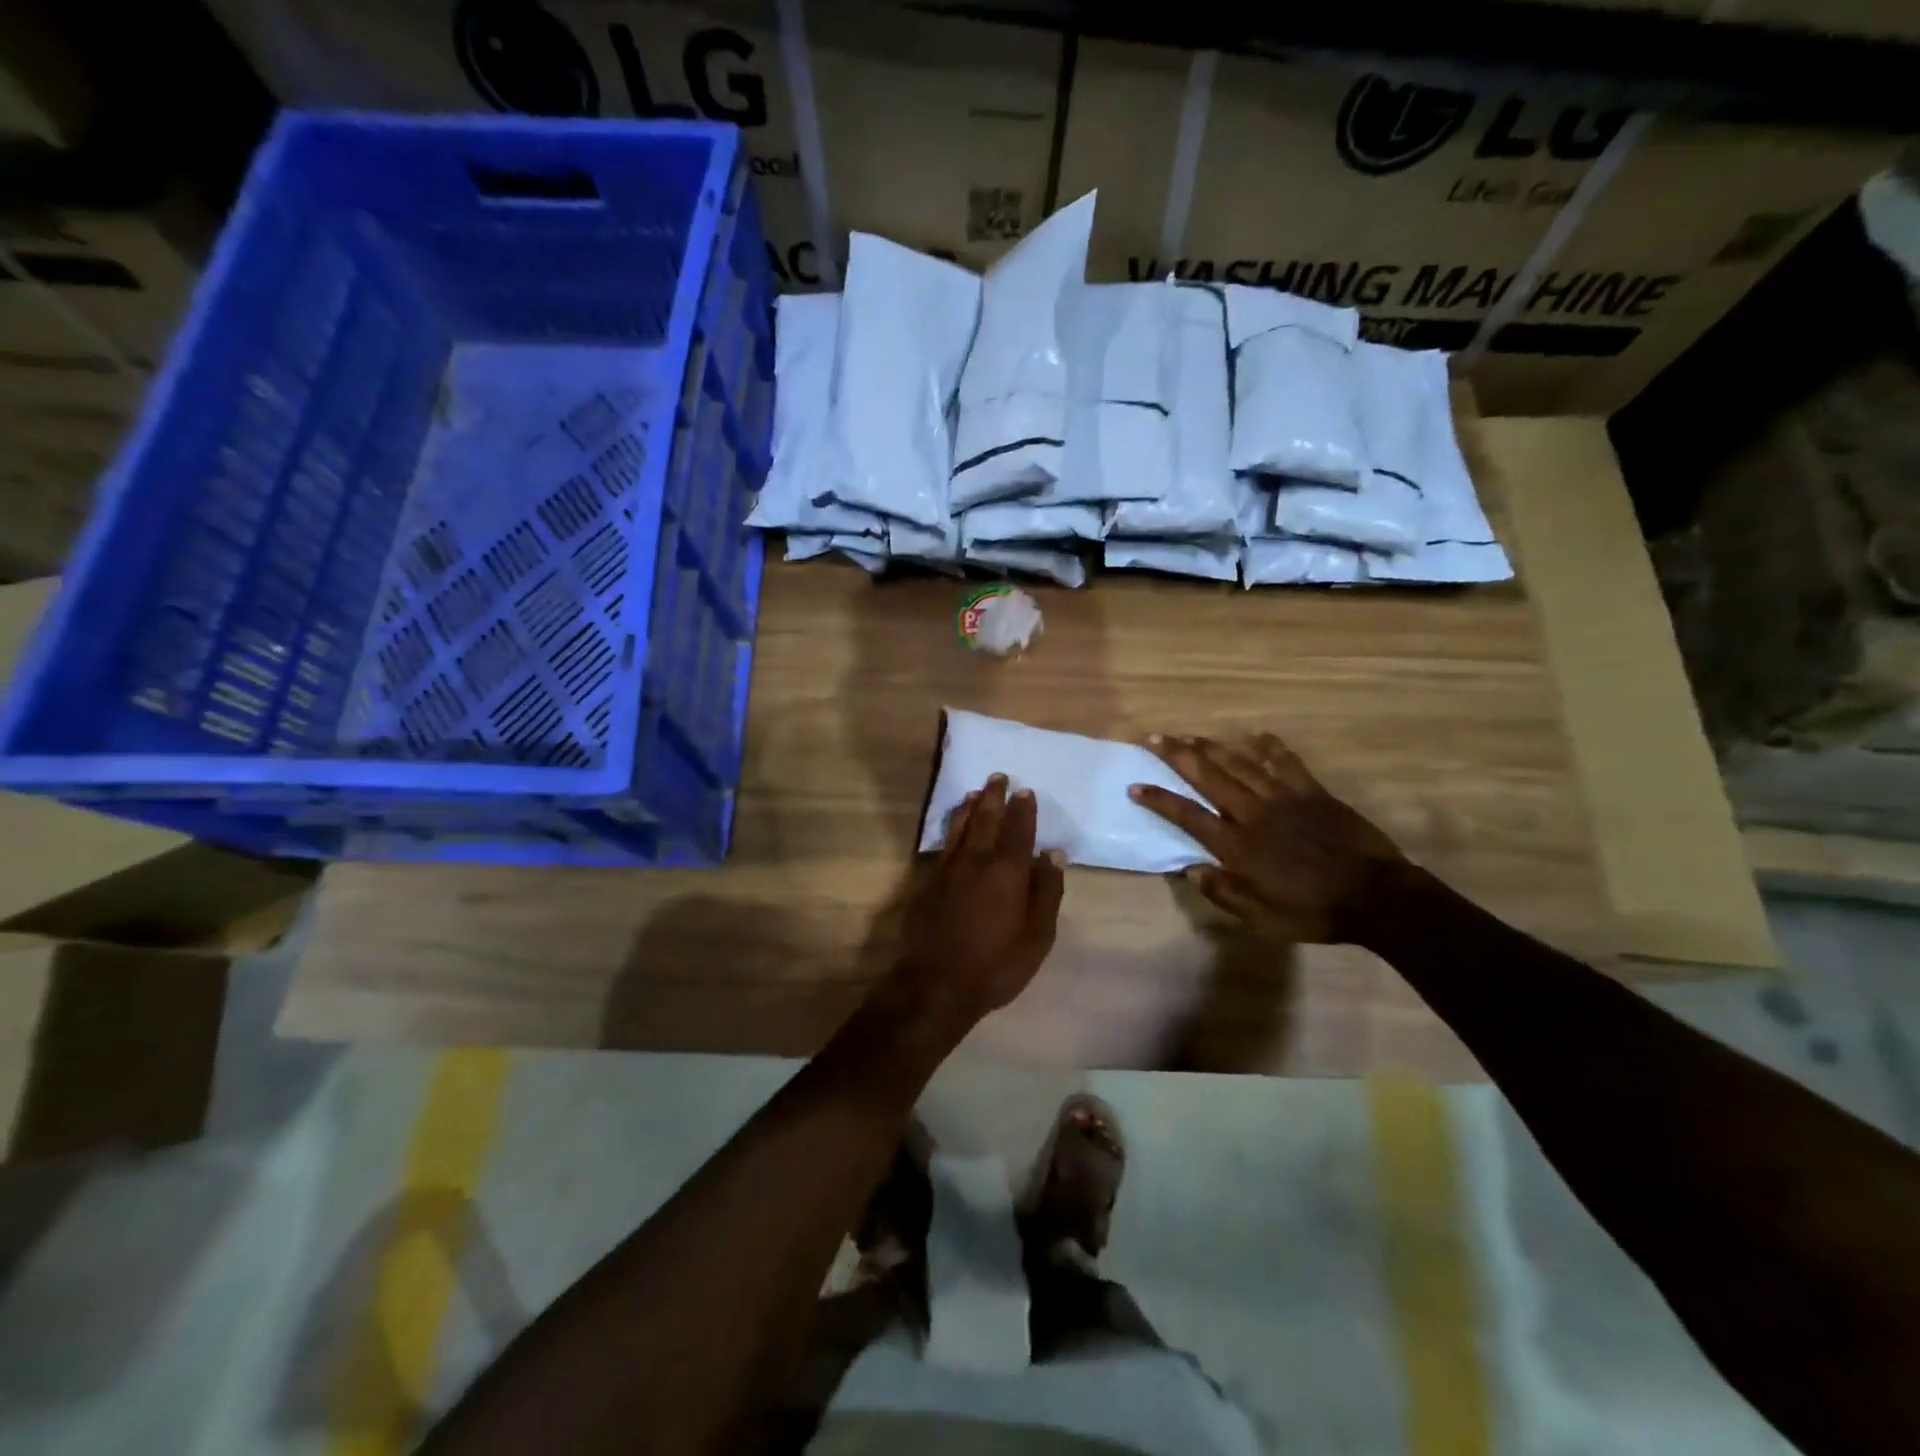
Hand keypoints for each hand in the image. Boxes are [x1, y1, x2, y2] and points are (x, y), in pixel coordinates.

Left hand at [885, 774, 1065, 1035]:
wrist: (936, 984)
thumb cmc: (996, 964)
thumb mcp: (1037, 936)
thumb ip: (1047, 892)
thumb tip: (1053, 855)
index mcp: (1008, 872)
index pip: (1018, 831)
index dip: (1023, 810)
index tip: (1025, 791)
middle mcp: (977, 861)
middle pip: (986, 820)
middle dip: (994, 797)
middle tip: (998, 777)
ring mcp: (949, 870)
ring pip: (961, 828)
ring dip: (970, 807)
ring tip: (975, 792)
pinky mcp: (929, 882)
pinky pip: (945, 844)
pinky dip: (953, 828)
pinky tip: (955, 827)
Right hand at [1129, 733, 1405, 944]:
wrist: (1377, 898)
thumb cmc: (1314, 912)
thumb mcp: (1262, 918)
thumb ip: (1224, 893)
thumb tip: (1191, 869)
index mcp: (1238, 846)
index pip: (1188, 816)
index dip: (1160, 799)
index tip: (1135, 785)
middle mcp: (1254, 815)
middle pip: (1209, 778)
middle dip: (1179, 756)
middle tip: (1155, 737)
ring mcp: (1285, 799)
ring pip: (1241, 764)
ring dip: (1213, 747)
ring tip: (1190, 735)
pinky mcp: (1313, 793)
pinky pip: (1288, 763)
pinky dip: (1271, 748)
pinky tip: (1257, 735)